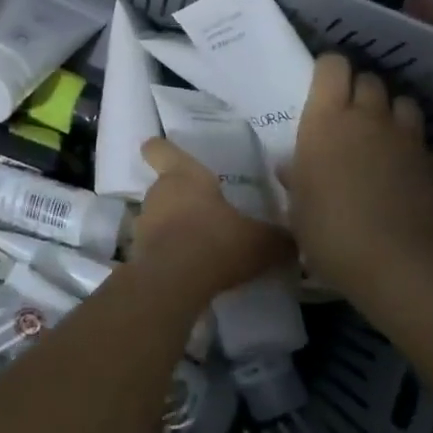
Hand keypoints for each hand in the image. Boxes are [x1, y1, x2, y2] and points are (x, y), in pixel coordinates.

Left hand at [132, 137, 295, 293]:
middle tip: (208, 212)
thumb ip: (278, 238)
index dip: (159, 149)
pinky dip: (171, 254)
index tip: (160, 149)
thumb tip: (293, 241)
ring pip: (160, 218)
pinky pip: (158, 248)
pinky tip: (194, 271)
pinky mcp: (139, 255)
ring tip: (203, 245)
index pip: (159, 149)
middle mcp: (158, 194)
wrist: (173, 283)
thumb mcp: (261, 241)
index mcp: (183, 175)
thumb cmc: (216, 242)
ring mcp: (144, 225)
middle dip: (183, 198)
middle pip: (165, 187)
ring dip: (176, 228)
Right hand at [283, 54, 432, 296]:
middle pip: (369, 79)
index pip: (332, 66)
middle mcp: (368, 117)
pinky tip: (403, 171)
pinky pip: (420, 140)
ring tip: (380, 135)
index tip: (322, 86)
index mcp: (326, 120)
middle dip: (359, 89)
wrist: (403, 262)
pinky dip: (411, 146)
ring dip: (390, 111)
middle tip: (347, 115)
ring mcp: (406, 137)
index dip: (329, 70)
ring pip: (402, 102)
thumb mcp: (299, 209)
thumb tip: (291, 167)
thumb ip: (297, 180)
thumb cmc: (332, 232)